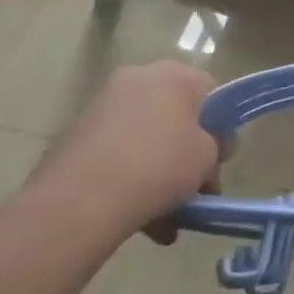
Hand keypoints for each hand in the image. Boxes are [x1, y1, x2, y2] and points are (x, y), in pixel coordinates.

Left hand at [26, 62, 220, 251]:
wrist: (79, 203)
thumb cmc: (159, 166)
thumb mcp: (208, 157)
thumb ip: (216, 145)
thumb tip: (208, 147)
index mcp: (172, 73)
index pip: (209, 90)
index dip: (219, 125)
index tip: (218, 157)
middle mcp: (135, 79)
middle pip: (174, 115)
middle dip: (186, 152)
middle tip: (195, 187)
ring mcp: (100, 107)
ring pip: (145, 139)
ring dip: (159, 173)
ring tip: (168, 218)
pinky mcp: (74, 137)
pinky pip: (117, 155)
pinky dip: (130, 180)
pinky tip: (141, 220)